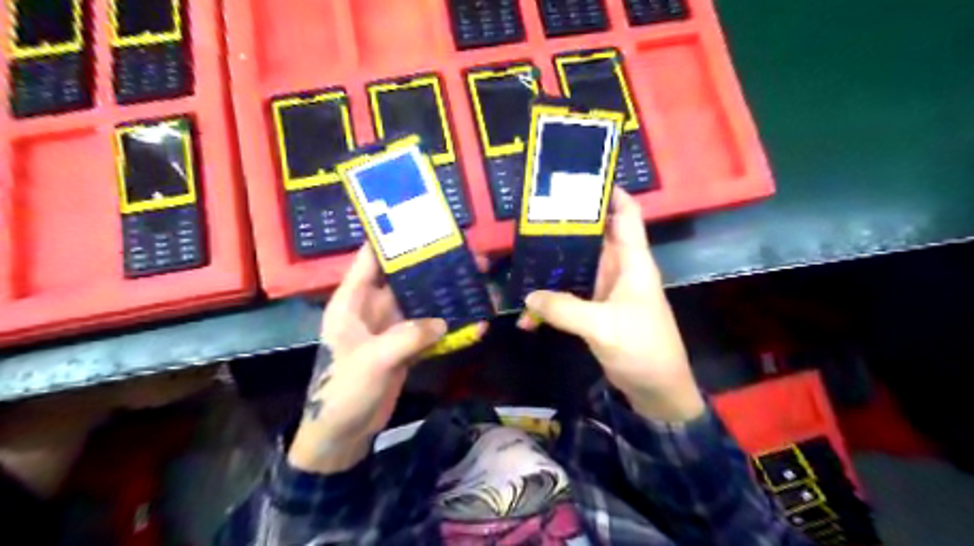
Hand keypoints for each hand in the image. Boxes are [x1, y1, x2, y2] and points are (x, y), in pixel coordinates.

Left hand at [286, 246, 486, 472]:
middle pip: (405, 279)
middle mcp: (372, 307)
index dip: (393, 239)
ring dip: (445, 296)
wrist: (343, 433)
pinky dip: (448, 326)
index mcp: (353, 301)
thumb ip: (408, 336)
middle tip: (465, 255)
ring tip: (475, 283)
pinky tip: (473, 322)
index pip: (370, 258)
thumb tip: (444, 322)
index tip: (423, 223)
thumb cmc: (344, 391)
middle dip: (433, 267)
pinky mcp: (404, 345)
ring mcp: (390, 327)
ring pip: (421, 302)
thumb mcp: (373, 360)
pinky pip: (429, 329)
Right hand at [520, 190, 704, 423]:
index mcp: (632, 262)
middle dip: (566, 228)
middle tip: (531, 219)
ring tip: (520, 262)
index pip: (627, 214)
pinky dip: (550, 303)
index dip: (610, 193)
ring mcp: (606, 291)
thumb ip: (564, 309)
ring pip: (576, 268)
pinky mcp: (596, 311)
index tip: (581, 178)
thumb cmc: (642, 350)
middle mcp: (619, 269)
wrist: (657, 391)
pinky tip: (528, 316)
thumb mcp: (603, 327)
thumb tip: (529, 296)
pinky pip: (569, 297)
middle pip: (593, 237)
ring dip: (551, 269)